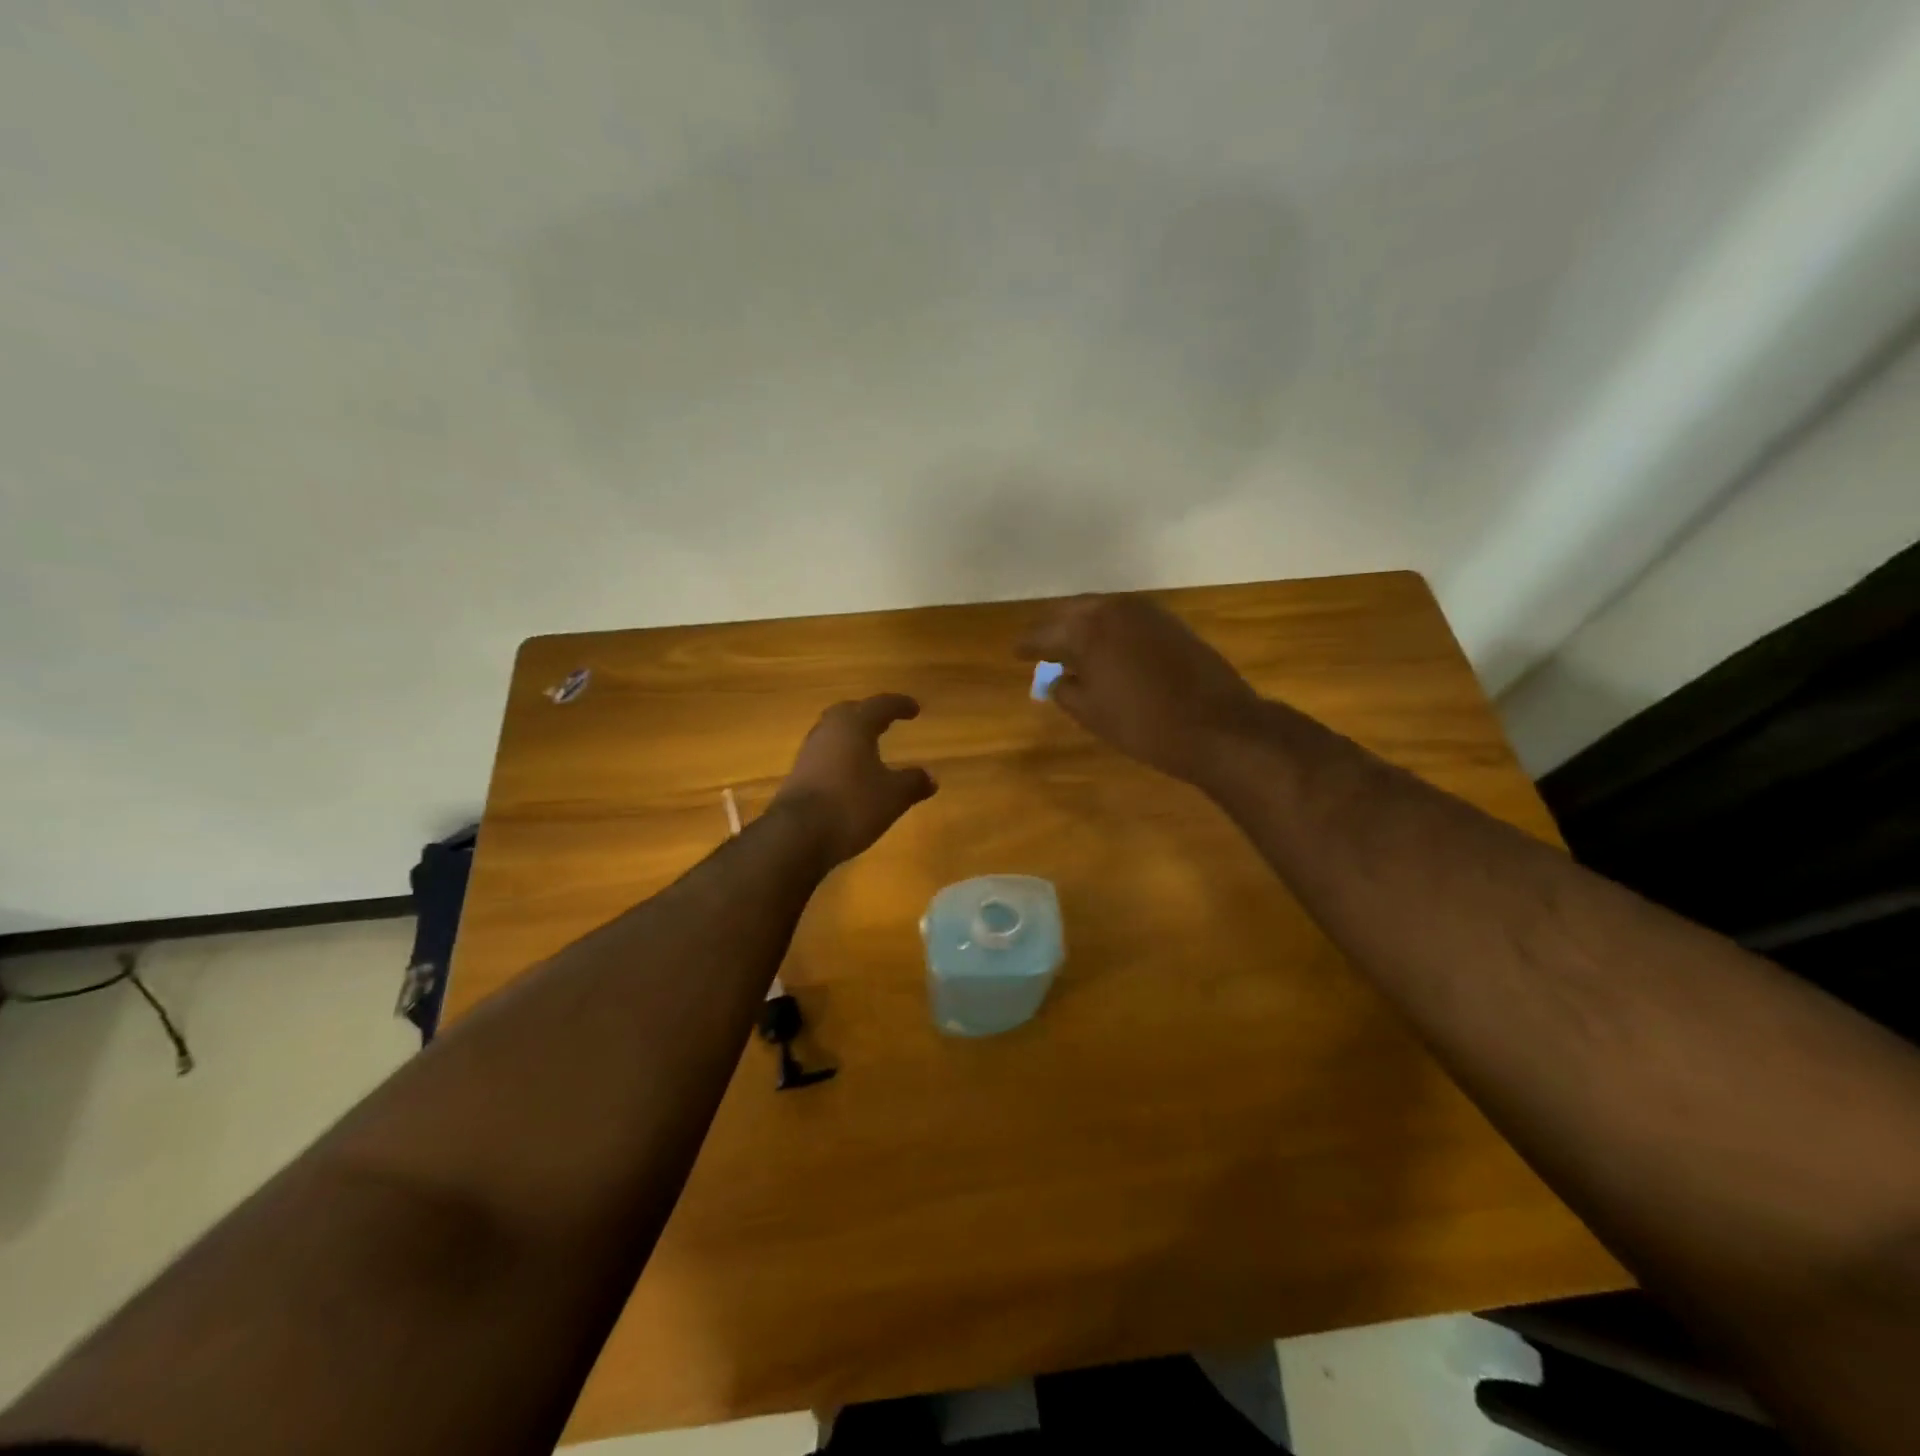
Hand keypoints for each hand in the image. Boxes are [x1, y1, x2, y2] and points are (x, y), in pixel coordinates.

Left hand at [770, 694, 936, 866]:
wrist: (797, 835)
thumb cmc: (852, 805)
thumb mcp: (893, 796)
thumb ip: (913, 783)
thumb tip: (931, 777)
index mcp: (854, 726)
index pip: (880, 706)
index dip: (899, 705)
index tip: (914, 709)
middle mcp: (828, 732)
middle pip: (849, 712)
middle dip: (868, 714)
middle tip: (885, 720)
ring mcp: (808, 753)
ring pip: (833, 733)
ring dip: (851, 736)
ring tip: (868, 747)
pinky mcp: (798, 775)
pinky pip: (824, 756)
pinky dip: (840, 757)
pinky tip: (850, 774)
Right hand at [1017, 595, 1262, 785]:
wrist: (1218, 725)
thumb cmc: (1144, 724)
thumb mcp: (1092, 714)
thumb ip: (1065, 691)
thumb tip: (1055, 680)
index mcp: (1086, 629)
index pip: (1044, 634)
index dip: (1027, 645)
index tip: (1015, 652)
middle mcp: (1113, 609)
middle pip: (1072, 612)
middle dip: (1054, 628)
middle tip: (1040, 646)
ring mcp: (1146, 612)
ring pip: (1101, 610)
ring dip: (1083, 625)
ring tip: (1070, 645)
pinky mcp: (1170, 622)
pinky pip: (1126, 618)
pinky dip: (1110, 628)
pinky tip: (1107, 647)